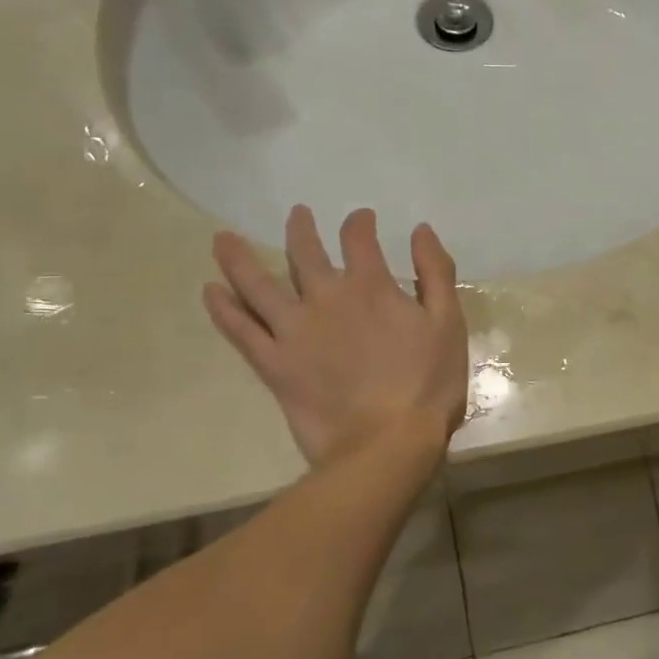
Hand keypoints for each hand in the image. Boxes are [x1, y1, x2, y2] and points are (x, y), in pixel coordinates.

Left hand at [203, 207, 468, 466]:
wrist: (387, 444)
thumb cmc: (428, 384)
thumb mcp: (448, 324)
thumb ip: (436, 273)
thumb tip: (420, 230)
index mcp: (370, 287)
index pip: (358, 239)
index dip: (359, 222)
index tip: (361, 218)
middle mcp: (326, 299)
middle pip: (304, 253)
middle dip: (301, 229)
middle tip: (298, 214)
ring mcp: (294, 332)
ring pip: (257, 285)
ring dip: (239, 258)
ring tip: (223, 240)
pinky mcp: (274, 365)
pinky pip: (240, 331)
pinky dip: (223, 309)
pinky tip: (210, 291)